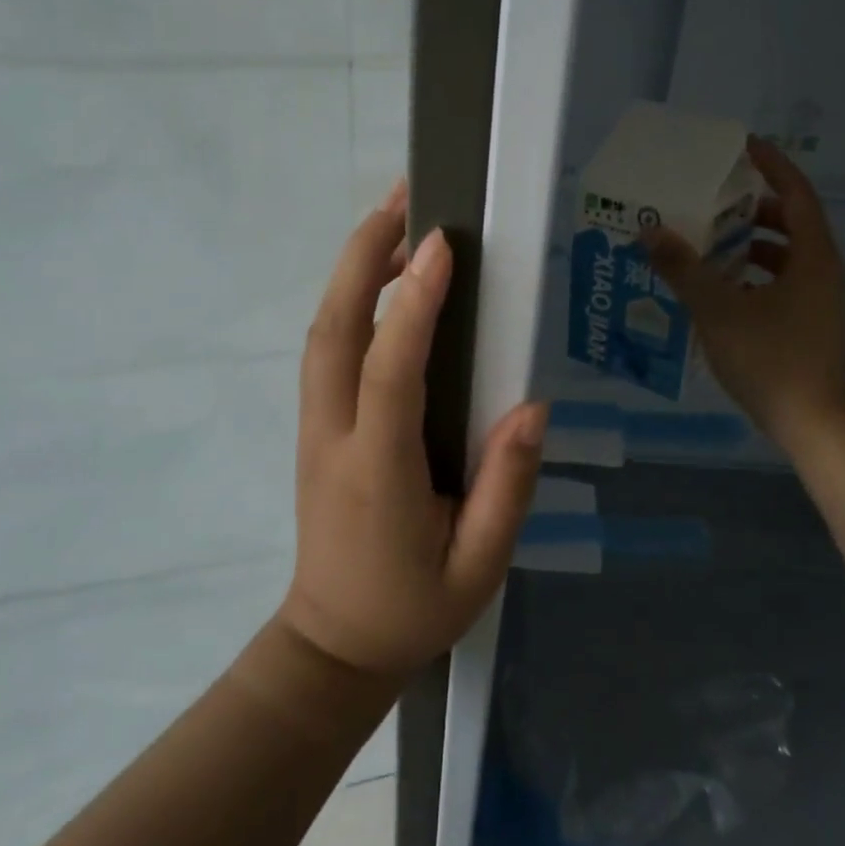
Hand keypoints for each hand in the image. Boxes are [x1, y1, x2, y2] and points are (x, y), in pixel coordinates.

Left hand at [279, 180, 548, 677]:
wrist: (332, 646)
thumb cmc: (412, 608)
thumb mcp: (479, 565)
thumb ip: (507, 487)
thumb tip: (531, 407)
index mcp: (378, 469)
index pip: (390, 369)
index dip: (412, 302)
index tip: (441, 243)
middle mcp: (334, 435)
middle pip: (332, 329)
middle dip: (361, 256)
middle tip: (403, 199)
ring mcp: (314, 429)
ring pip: (321, 333)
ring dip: (350, 270)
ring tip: (394, 222)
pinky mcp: (313, 428)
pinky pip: (326, 351)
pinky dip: (347, 302)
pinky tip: (380, 282)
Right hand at [644, 137, 844, 449]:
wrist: (816, 425)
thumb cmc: (771, 359)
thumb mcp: (719, 311)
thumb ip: (684, 269)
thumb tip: (650, 231)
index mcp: (813, 257)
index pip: (796, 193)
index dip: (771, 165)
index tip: (741, 146)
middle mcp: (823, 272)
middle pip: (791, 223)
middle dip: (753, 209)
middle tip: (713, 202)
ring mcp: (821, 302)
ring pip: (786, 258)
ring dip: (751, 247)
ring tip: (708, 246)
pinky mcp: (812, 327)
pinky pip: (783, 285)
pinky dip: (754, 278)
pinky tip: (720, 293)